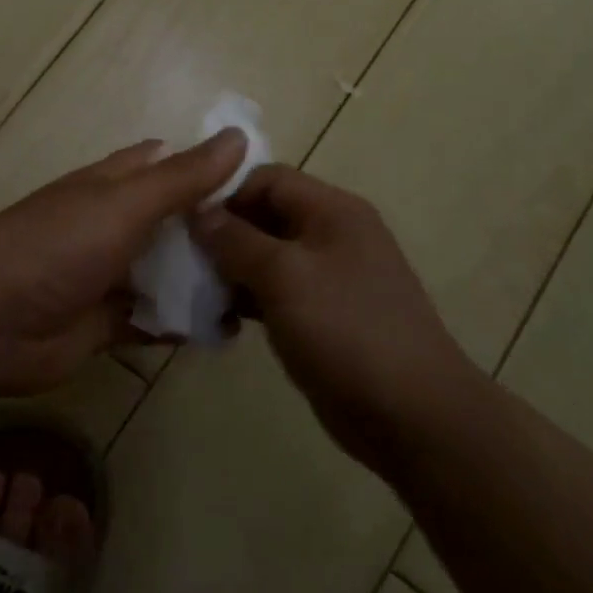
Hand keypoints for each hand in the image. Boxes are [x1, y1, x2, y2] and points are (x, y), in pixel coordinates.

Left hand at [0, 131, 246, 394]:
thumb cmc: (56, 247)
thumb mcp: (124, 203)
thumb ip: (182, 177)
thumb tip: (238, 136)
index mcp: (114, 187)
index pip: (170, 166)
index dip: (212, 169)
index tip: (264, 185)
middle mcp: (114, 227)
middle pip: (175, 224)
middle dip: (218, 232)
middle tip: (277, 248)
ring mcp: (109, 277)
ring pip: (168, 274)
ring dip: (206, 281)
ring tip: (265, 292)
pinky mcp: (106, 324)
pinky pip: (155, 321)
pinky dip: (184, 324)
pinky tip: (226, 331)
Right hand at [191, 165, 471, 465]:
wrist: (411, 414)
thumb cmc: (346, 330)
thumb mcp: (284, 277)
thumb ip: (236, 240)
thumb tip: (199, 212)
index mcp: (332, 210)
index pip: (268, 177)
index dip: (225, 193)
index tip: (184, 221)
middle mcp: (332, 234)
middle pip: (265, 216)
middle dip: (222, 235)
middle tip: (181, 260)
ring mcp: (329, 278)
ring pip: (266, 258)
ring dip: (230, 272)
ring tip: (194, 293)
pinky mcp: (322, 316)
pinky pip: (276, 294)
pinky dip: (248, 301)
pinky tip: (220, 321)